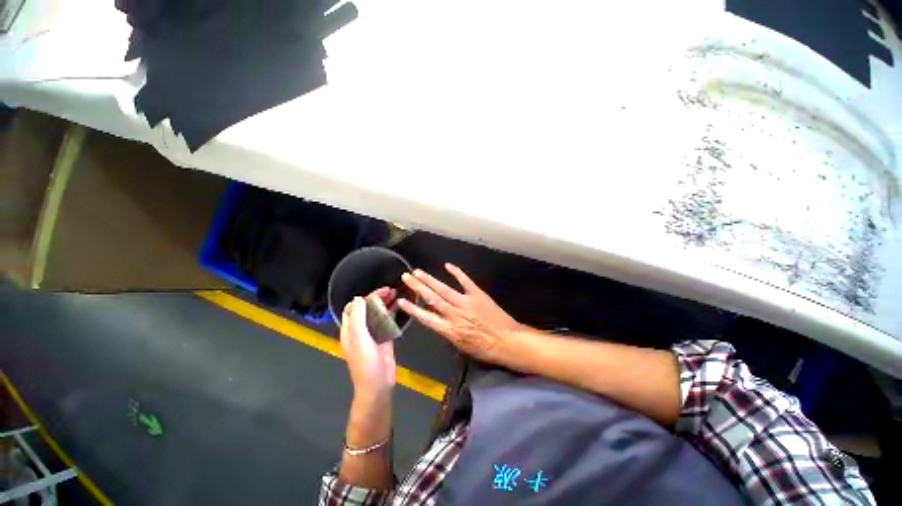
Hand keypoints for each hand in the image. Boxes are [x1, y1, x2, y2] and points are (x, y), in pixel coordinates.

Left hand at [341, 288, 396, 405]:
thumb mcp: (359, 340)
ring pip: (379, 313)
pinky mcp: (385, 338)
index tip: (379, 291)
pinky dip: (393, 313)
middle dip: (378, 297)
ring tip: (397, 294)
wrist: (378, 386)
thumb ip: (358, 318)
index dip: (365, 297)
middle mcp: (361, 330)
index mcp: (350, 330)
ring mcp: (373, 334)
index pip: (354, 307)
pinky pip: (388, 322)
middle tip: (391, 290)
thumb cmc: (366, 364)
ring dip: (386, 303)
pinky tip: (400, 307)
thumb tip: (359, 298)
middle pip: (368, 308)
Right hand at [398, 263, 525, 364]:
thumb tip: (437, 321)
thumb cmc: (485, 348)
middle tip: (406, 277)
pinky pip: (465, 281)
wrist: (507, 341)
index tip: (401, 301)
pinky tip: (447, 265)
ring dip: (430, 280)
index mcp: (450, 330)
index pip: (426, 318)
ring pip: (444, 289)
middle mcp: (455, 314)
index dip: (412, 309)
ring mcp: (466, 302)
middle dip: (418, 288)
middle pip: (432, 299)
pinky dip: (457, 273)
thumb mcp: (461, 346)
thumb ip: (447, 331)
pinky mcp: (477, 295)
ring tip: (418, 272)